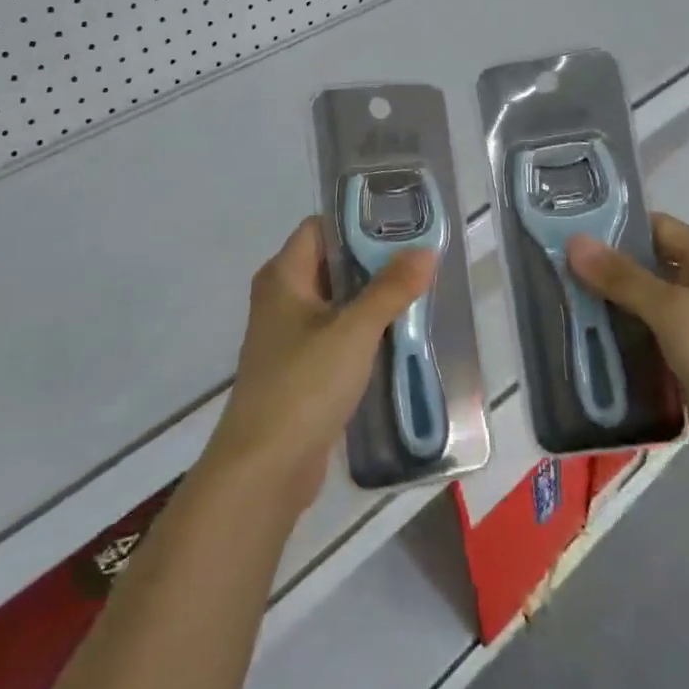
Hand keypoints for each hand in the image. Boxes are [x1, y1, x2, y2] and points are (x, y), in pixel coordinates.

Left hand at [206, 217, 436, 512]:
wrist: (265, 467)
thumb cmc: (304, 384)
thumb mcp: (354, 331)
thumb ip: (390, 289)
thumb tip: (424, 251)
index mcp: (283, 276)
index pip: (320, 227)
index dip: (359, 222)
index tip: (403, 225)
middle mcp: (281, 298)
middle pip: (331, 264)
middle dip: (373, 262)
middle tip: (421, 261)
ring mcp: (288, 336)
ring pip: (336, 302)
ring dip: (371, 299)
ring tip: (419, 294)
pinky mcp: (299, 369)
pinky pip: (335, 335)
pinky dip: (362, 332)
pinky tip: (397, 338)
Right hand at [566, 214, 688, 493]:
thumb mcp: (676, 310)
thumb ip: (623, 278)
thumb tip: (574, 242)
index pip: (658, 229)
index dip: (615, 225)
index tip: (565, 227)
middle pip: (644, 270)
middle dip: (600, 271)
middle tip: (547, 268)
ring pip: (638, 310)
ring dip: (603, 310)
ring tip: (551, 302)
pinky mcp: (682, 367)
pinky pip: (641, 345)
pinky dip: (614, 344)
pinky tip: (576, 342)